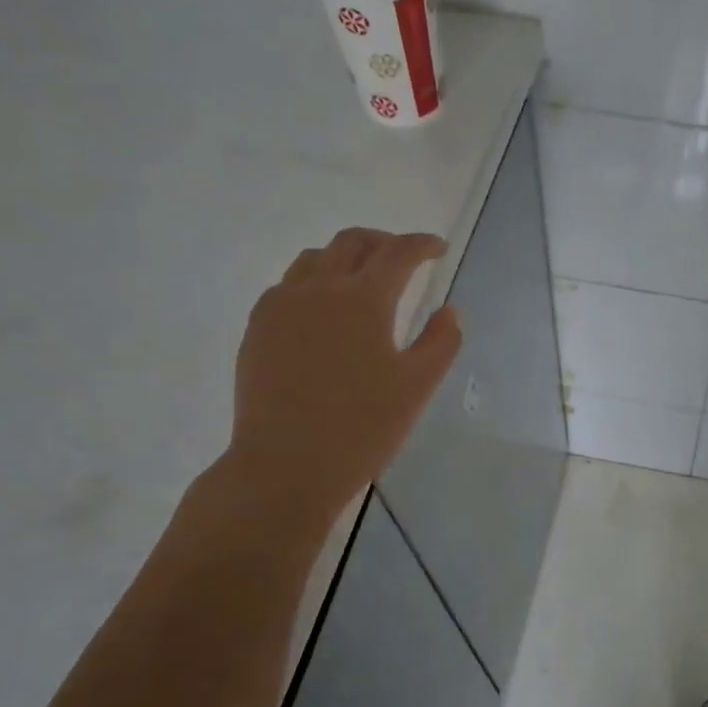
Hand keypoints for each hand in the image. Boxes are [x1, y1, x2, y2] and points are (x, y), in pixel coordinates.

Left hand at [226, 228, 460, 527]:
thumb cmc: (362, 427)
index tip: (438, 248)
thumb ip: (441, 342)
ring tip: (363, 278)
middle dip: (384, 242)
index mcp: (363, 300)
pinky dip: (315, 280)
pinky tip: (323, 310)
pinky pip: (288, 285)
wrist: (286, 464)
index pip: (398, 253)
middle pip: (352, 243)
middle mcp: (319, 289)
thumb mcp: (418, 387)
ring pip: (315, 258)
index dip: (422, 244)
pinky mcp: (258, 327)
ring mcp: (281, 305)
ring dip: (346, 256)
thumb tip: (449, 311)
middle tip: (405, 257)